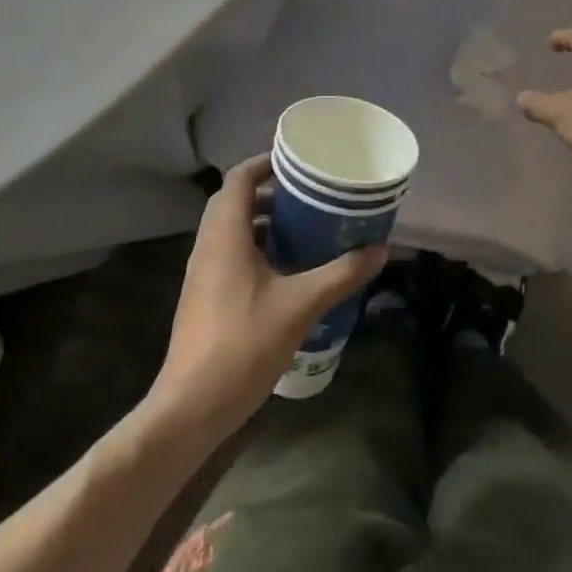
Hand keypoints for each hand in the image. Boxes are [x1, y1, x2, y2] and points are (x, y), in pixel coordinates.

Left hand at [148, 156, 386, 439]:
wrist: (190, 409)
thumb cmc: (242, 344)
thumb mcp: (300, 306)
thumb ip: (340, 275)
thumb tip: (380, 250)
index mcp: (225, 234)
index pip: (239, 178)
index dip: (266, 162)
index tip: (299, 162)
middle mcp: (209, 245)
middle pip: (235, 200)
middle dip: (270, 191)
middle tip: (308, 192)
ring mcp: (203, 272)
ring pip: (232, 228)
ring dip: (264, 220)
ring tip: (304, 225)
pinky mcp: (205, 296)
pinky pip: (230, 253)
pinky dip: (256, 246)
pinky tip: (287, 269)